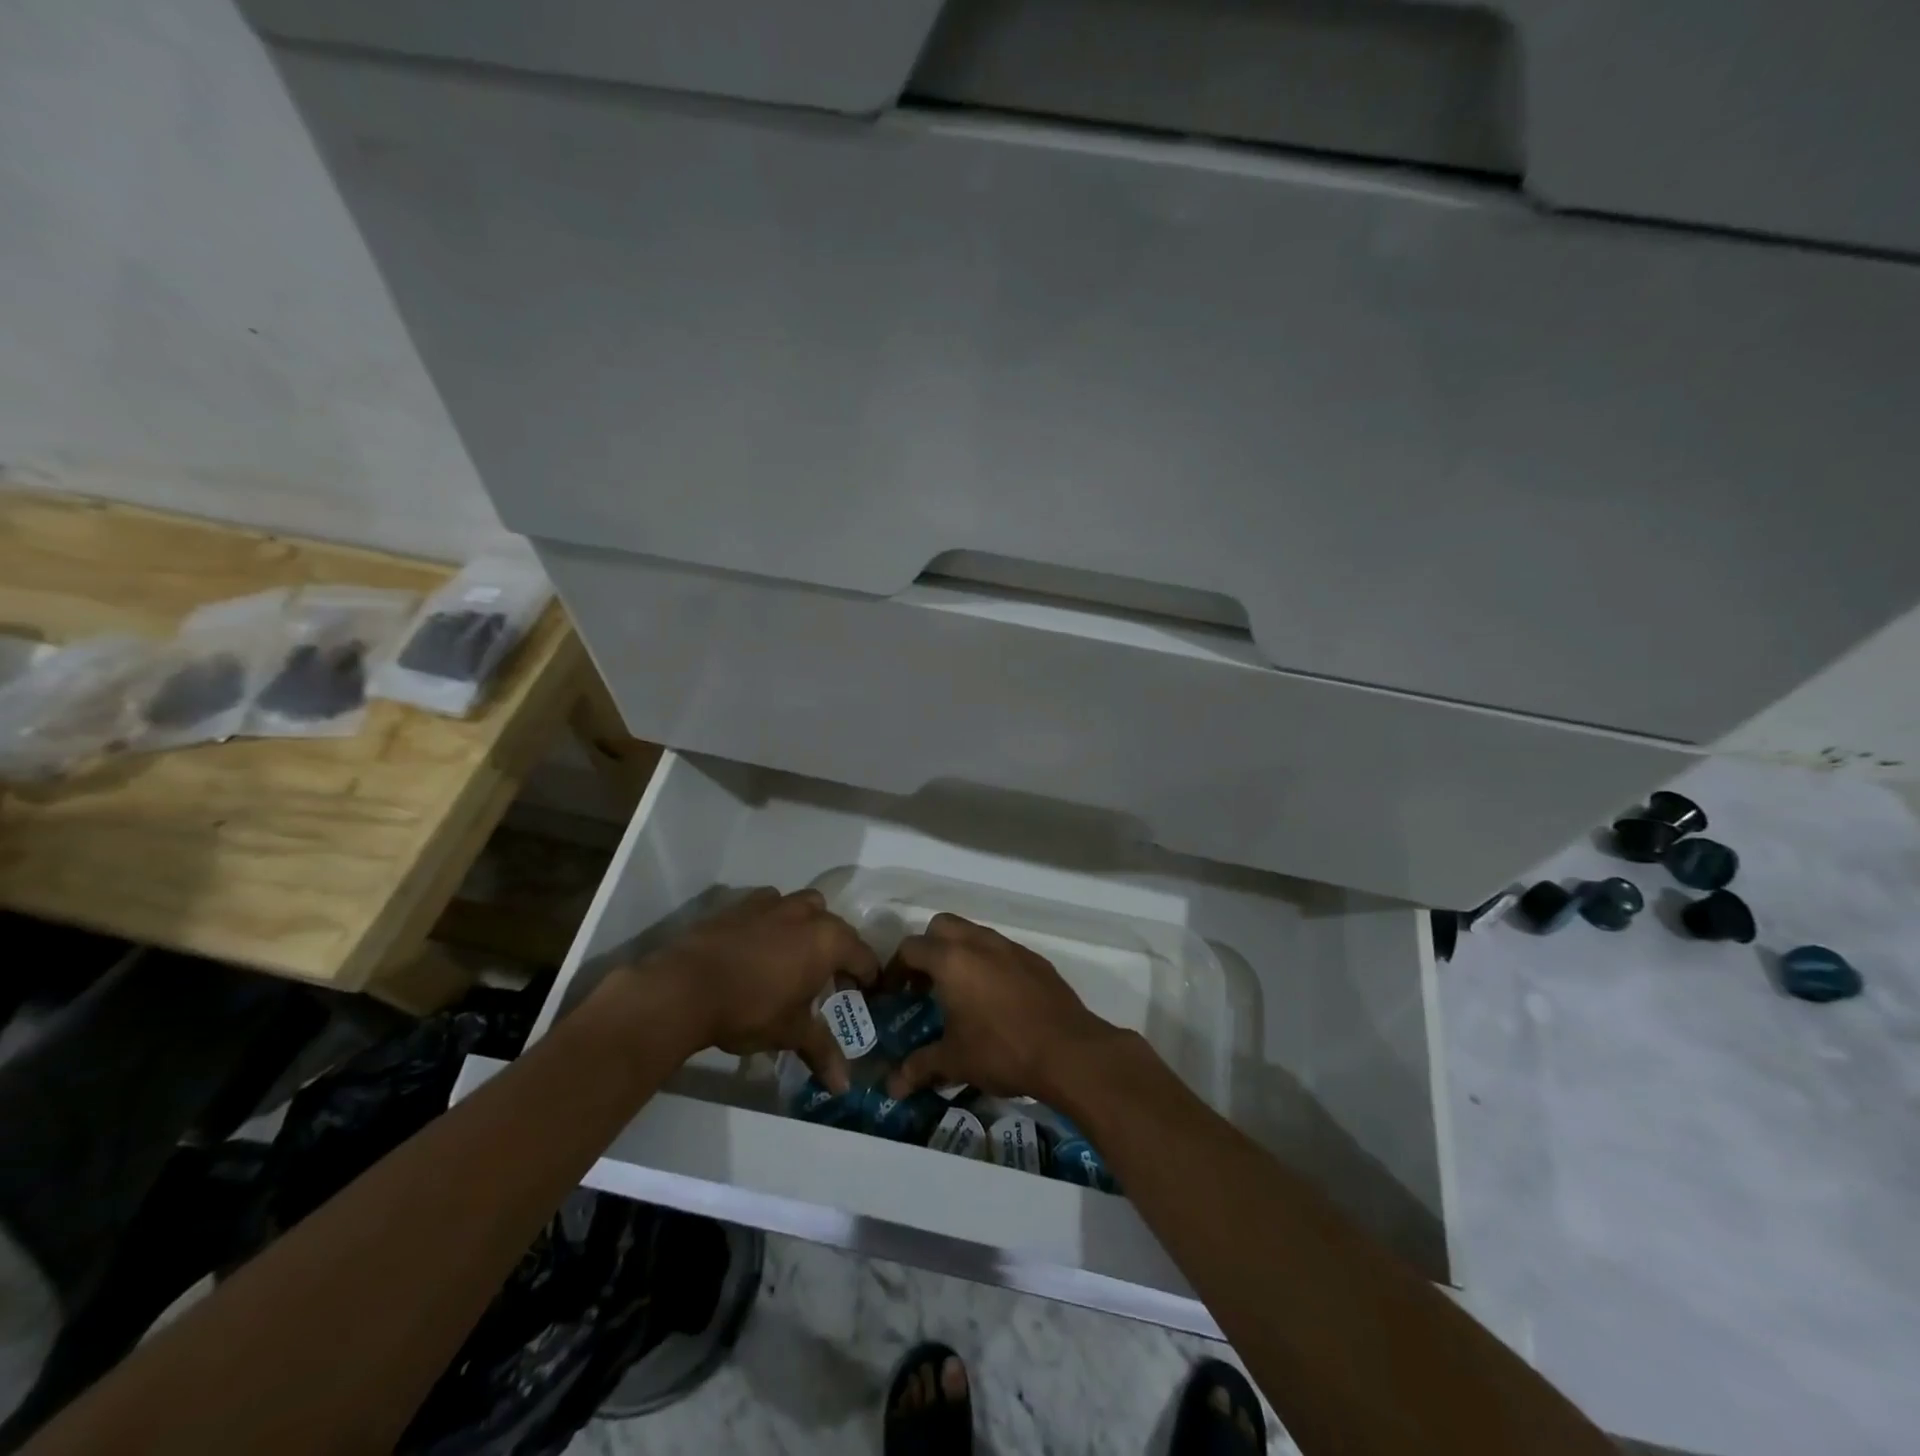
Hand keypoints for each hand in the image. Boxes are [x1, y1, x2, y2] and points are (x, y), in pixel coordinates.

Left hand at [647, 888, 877, 1091]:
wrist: (684, 988)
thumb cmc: (750, 1010)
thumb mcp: (791, 1033)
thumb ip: (822, 1051)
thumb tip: (844, 1086)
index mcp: (828, 941)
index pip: (864, 957)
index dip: (869, 978)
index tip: (867, 996)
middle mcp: (807, 914)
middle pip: (838, 929)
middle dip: (840, 953)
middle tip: (831, 982)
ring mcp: (773, 903)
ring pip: (806, 907)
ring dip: (810, 926)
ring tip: (797, 956)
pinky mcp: (741, 903)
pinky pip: (771, 905)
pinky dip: (775, 920)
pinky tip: (761, 945)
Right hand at [885, 913, 1123, 1102]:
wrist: (1069, 1051)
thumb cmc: (1002, 1050)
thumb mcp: (955, 1061)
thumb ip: (919, 1067)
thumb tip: (892, 1087)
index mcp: (952, 960)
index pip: (911, 948)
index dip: (895, 969)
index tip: (893, 994)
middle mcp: (979, 943)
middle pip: (941, 926)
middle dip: (928, 949)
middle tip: (925, 985)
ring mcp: (1010, 947)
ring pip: (974, 934)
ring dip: (960, 953)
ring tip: (960, 993)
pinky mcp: (1035, 959)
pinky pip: (1002, 950)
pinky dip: (989, 963)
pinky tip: (995, 1000)